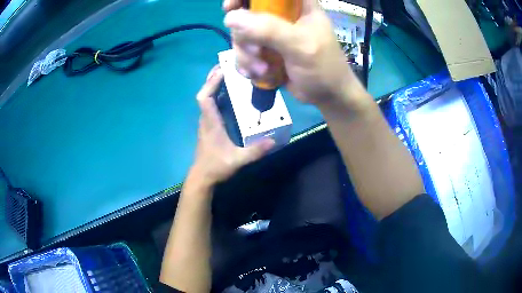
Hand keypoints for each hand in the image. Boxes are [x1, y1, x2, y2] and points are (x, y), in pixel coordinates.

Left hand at [190, 65, 274, 186]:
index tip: (222, 70)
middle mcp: (206, 118)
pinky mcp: (210, 125)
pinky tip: (230, 93)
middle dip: (213, 78)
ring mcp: (207, 122)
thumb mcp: (237, 160)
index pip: (204, 97)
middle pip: (205, 93)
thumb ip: (254, 152)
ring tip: (230, 74)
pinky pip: (212, 104)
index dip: (211, 82)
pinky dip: (218, 94)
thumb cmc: (216, 166)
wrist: (203, 177)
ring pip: (207, 98)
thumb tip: (273, 141)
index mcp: (210, 122)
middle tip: (227, 66)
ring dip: (215, 84)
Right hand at [223, 0, 369, 111]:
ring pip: (241, 35)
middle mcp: (281, 15)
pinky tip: (260, 75)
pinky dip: (247, 65)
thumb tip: (231, 18)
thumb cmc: (323, 68)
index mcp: (296, 5)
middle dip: (244, 36)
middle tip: (255, 51)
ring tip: (263, 70)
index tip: (230, 7)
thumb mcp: (301, 46)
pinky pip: (243, 52)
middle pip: (246, 14)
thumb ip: (270, 29)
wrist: (326, 96)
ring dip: (246, 55)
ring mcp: (271, 33)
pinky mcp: (265, 50)